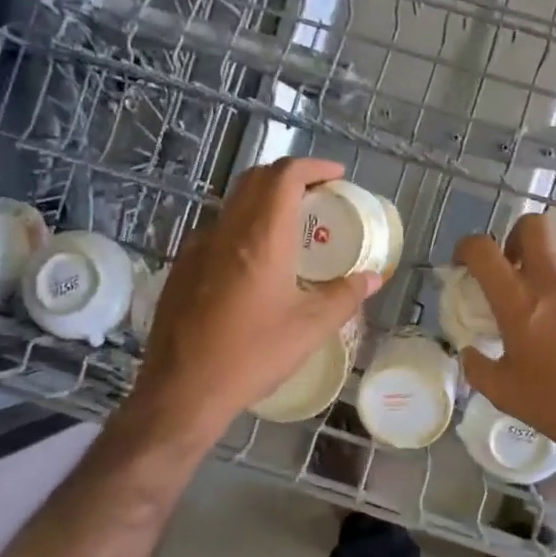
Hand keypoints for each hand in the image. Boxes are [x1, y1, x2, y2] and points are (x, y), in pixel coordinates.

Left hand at [126, 159, 379, 445]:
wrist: (182, 389)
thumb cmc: (252, 354)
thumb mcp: (310, 327)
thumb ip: (345, 295)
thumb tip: (373, 276)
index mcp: (262, 236)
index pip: (284, 175)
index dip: (313, 167)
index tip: (336, 177)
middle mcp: (227, 229)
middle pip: (256, 179)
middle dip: (289, 178)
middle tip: (317, 197)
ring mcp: (198, 246)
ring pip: (234, 203)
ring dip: (264, 201)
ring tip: (291, 227)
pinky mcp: (182, 267)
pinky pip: (218, 229)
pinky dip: (243, 226)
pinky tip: (255, 262)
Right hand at [454, 216, 555, 477]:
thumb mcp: (502, 392)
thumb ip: (477, 365)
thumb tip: (471, 352)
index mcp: (520, 301)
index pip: (484, 249)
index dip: (467, 247)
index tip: (464, 262)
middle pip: (533, 226)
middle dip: (515, 238)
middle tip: (511, 267)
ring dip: (548, 276)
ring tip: (548, 313)